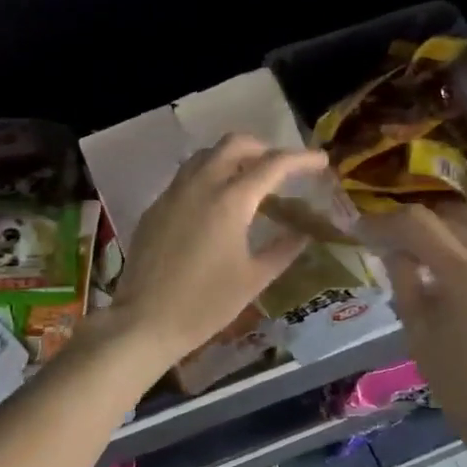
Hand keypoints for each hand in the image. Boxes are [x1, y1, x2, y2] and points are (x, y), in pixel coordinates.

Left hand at [108, 134, 330, 366]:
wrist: (144, 321)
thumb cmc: (205, 304)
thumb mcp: (253, 279)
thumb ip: (283, 250)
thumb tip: (303, 233)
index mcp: (230, 201)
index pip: (272, 164)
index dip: (301, 159)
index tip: (321, 161)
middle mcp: (199, 185)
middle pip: (234, 144)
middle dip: (263, 148)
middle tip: (281, 168)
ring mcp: (172, 194)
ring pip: (205, 156)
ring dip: (232, 158)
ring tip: (249, 182)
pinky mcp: (155, 209)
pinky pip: (185, 177)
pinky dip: (208, 177)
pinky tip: (215, 205)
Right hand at [369, 198, 466, 445]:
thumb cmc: (456, 380)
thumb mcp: (416, 328)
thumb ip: (402, 276)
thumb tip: (390, 244)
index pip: (418, 223)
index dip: (385, 222)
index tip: (364, 228)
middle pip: (449, 213)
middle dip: (414, 221)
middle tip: (391, 237)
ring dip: (448, 220)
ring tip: (427, 240)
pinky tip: (462, 252)